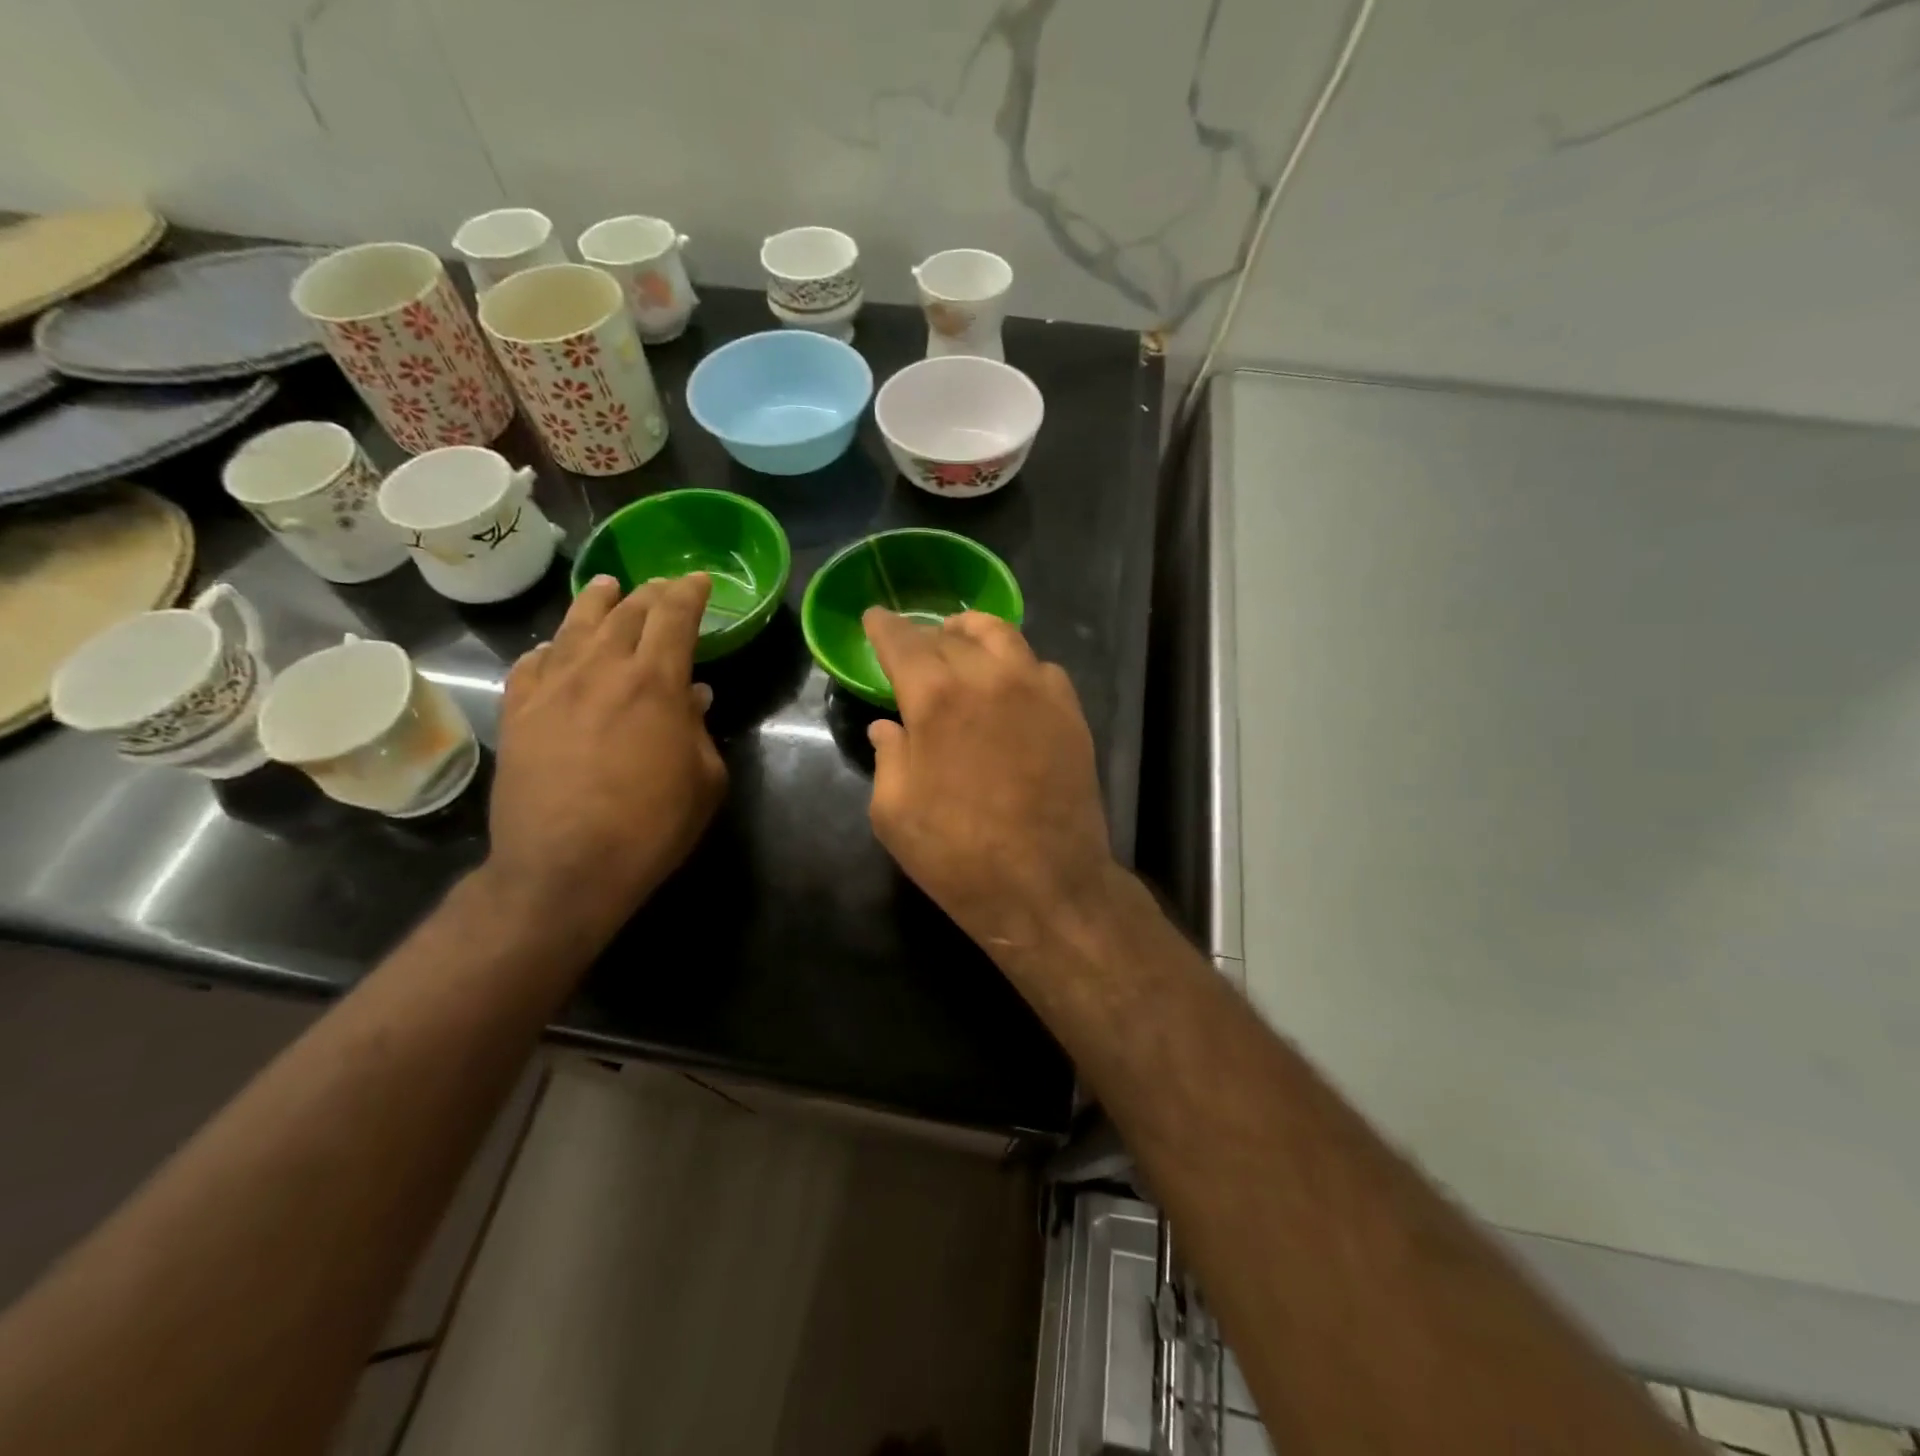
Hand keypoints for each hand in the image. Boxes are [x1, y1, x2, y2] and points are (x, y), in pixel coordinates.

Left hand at [487, 574, 725, 932]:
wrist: (564, 867)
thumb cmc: (651, 825)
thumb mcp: (704, 780)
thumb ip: (699, 729)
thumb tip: (692, 696)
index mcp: (654, 681)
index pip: (674, 616)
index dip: (689, 592)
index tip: (699, 580)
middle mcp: (601, 669)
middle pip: (626, 612)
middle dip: (650, 593)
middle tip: (663, 586)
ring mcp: (551, 688)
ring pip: (574, 626)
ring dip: (597, 602)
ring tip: (607, 587)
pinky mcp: (517, 713)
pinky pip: (532, 663)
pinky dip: (550, 649)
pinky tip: (553, 650)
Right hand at [863, 608, 1117, 952]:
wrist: (1046, 885)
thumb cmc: (958, 855)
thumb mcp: (895, 813)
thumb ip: (889, 757)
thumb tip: (889, 728)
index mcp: (935, 698)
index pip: (903, 642)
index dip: (885, 627)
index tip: (874, 618)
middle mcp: (988, 678)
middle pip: (951, 636)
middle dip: (925, 634)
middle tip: (914, 643)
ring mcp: (1036, 690)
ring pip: (1002, 636)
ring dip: (973, 633)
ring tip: (960, 641)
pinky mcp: (1070, 712)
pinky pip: (1040, 667)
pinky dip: (1016, 663)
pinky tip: (1008, 682)